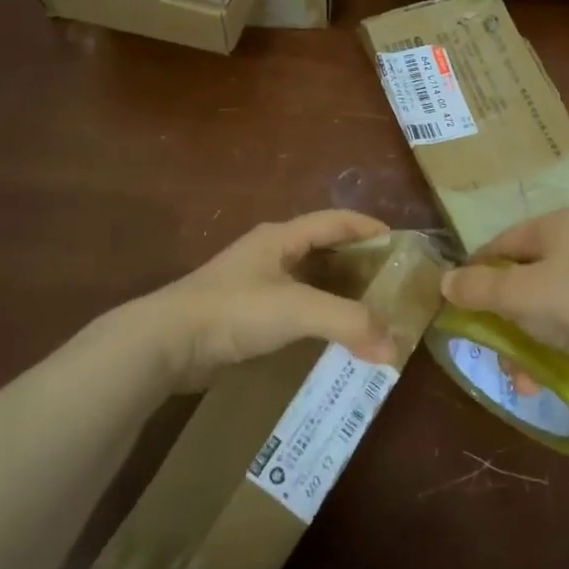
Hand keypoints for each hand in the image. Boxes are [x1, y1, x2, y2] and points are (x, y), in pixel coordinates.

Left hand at [127, 211, 394, 392]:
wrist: (166, 343)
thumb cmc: (234, 310)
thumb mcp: (296, 309)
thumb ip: (348, 323)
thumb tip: (394, 348)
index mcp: (282, 237)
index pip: (336, 220)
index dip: (370, 227)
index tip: (402, 245)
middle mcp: (271, 253)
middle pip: (326, 249)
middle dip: (360, 264)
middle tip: (392, 285)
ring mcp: (255, 282)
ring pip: (310, 279)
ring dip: (340, 293)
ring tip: (371, 312)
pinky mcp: (246, 312)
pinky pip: (294, 306)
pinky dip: (319, 316)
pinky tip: (333, 335)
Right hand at [440, 210, 568, 381]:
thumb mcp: (516, 295)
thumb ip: (476, 287)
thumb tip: (444, 281)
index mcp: (556, 224)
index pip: (500, 244)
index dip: (475, 274)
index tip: (460, 307)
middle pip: (523, 277)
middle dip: (503, 320)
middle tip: (495, 350)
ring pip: (547, 302)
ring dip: (526, 340)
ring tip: (521, 379)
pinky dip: (554, 342)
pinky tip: (546, 376)